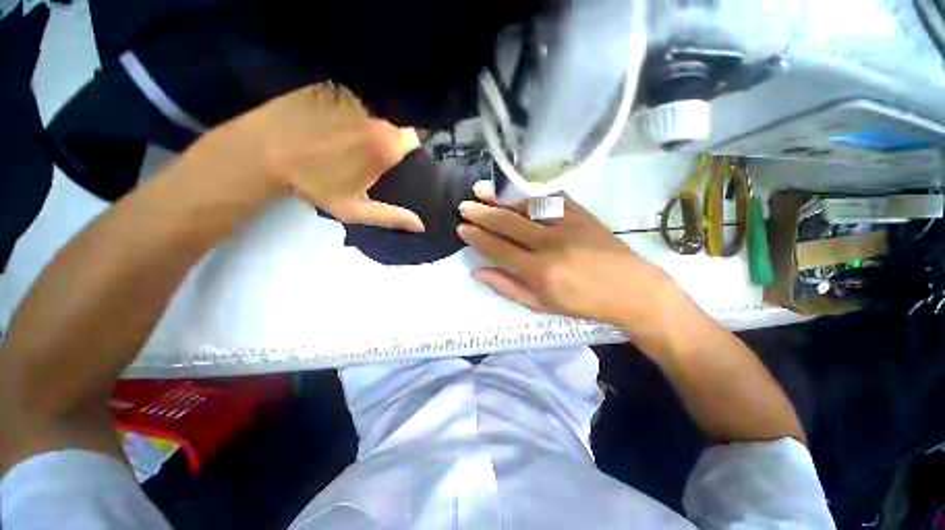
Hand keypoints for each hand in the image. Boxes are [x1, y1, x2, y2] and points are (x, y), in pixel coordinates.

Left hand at [214, 83, 424, 231]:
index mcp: (385, 146)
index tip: (399, 160)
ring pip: (370, 114)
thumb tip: (421, 226)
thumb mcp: (355, 210)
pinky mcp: (329, 89)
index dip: (409, 149)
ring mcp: (350, 100)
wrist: (263, 153)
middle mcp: (374, 118)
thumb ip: (392, 216)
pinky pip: (348, 102)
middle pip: (392, 127)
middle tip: (371, 157)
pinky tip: (327, 125)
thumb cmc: (314, 185)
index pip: (414, 138)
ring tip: (346, 141)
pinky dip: (345, 112)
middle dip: (387, 140)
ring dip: (366, 127)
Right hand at [457, 181, 678, 328]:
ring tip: (481, 191)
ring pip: (526, 207)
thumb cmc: (582, 303)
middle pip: (508, 224)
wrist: (630, 288)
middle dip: (482, 214)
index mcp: (539, 272)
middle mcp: (549, 245)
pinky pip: (549, 199)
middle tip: (464, 206)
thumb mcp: (541, 304)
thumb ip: (507, 287)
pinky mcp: (581, 213)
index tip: (462, 228)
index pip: (498, 249)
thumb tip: (478, 271)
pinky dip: (528, 195)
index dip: (477, 238)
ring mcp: (567, 225)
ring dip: (500, 199)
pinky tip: (514, 192)